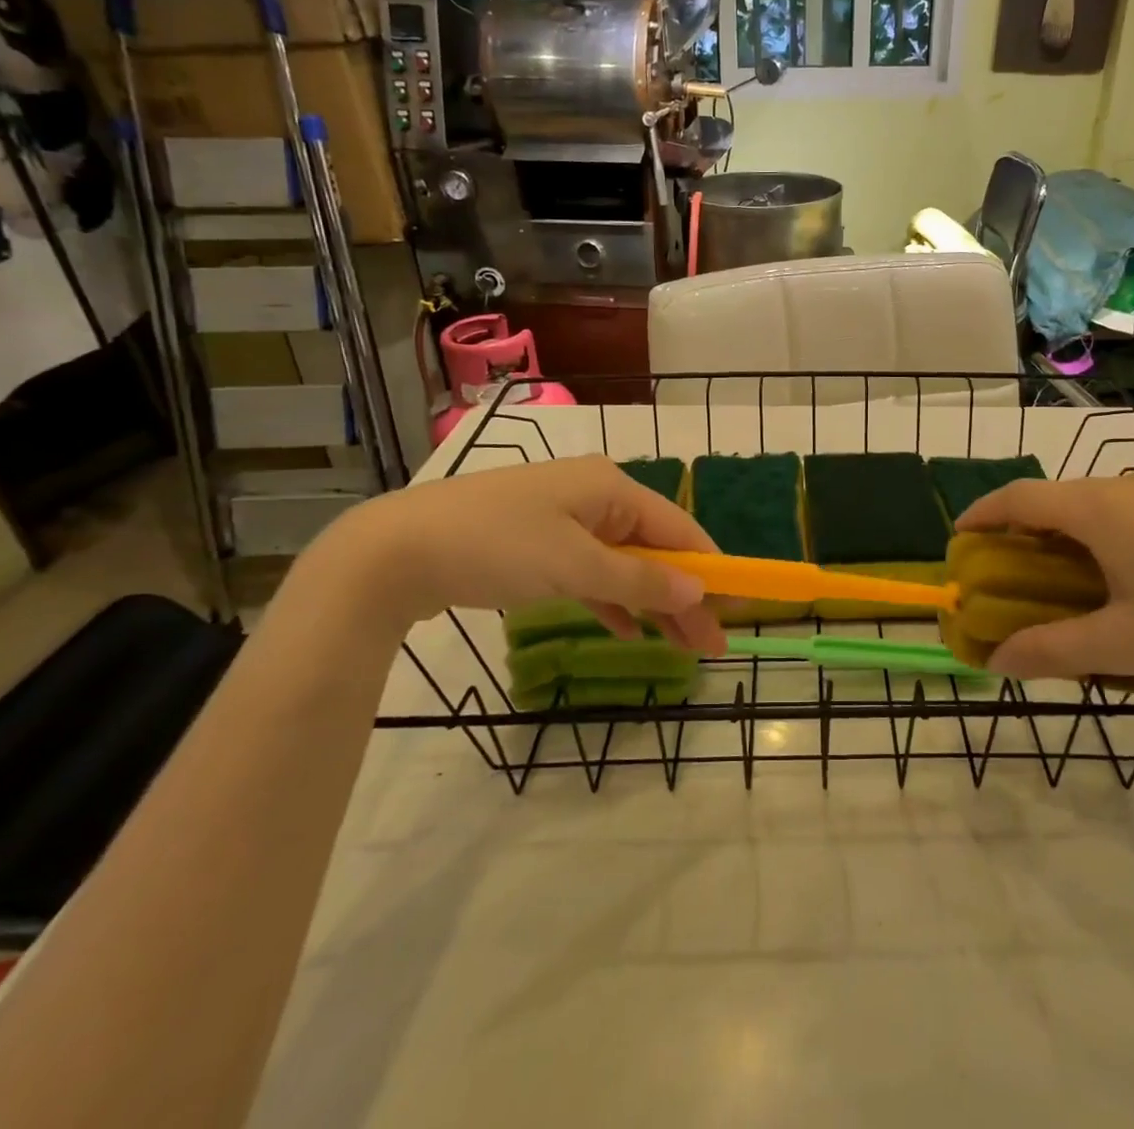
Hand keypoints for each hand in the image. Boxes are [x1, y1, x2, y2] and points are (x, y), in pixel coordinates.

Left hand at [338, 456, 726, 653]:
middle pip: (654, 549)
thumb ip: (639, 580)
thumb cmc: (497, 546)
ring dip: (651, 604)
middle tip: (712, 646)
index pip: (678, 528)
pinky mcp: (538, 547)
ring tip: (681, 647)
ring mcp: (565, 522)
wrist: (396, 551)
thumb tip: (698, 589)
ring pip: (624, 566)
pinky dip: (611, 600)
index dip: (709, 569)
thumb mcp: (575, 566)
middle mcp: (595, 497)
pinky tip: (627, 630)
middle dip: (684, 596)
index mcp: (611, 487)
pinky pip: (590, 574)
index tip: (736, 609)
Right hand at [955, 472, 1133, 702]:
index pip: (1020, 497)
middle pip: (1057, 500)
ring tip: (1063, 588)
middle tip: (1008, 577)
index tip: (959, 540)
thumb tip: (996, 662)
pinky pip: (1133, 518)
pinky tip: (1126, 589)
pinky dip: (1105, 543)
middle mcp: (1131, 488)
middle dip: (1023, 535)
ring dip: (1067, 541)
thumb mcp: (1124, 645)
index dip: (982, 515)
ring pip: (1097, 510)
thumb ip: (1051, 651)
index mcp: (1102, 508)